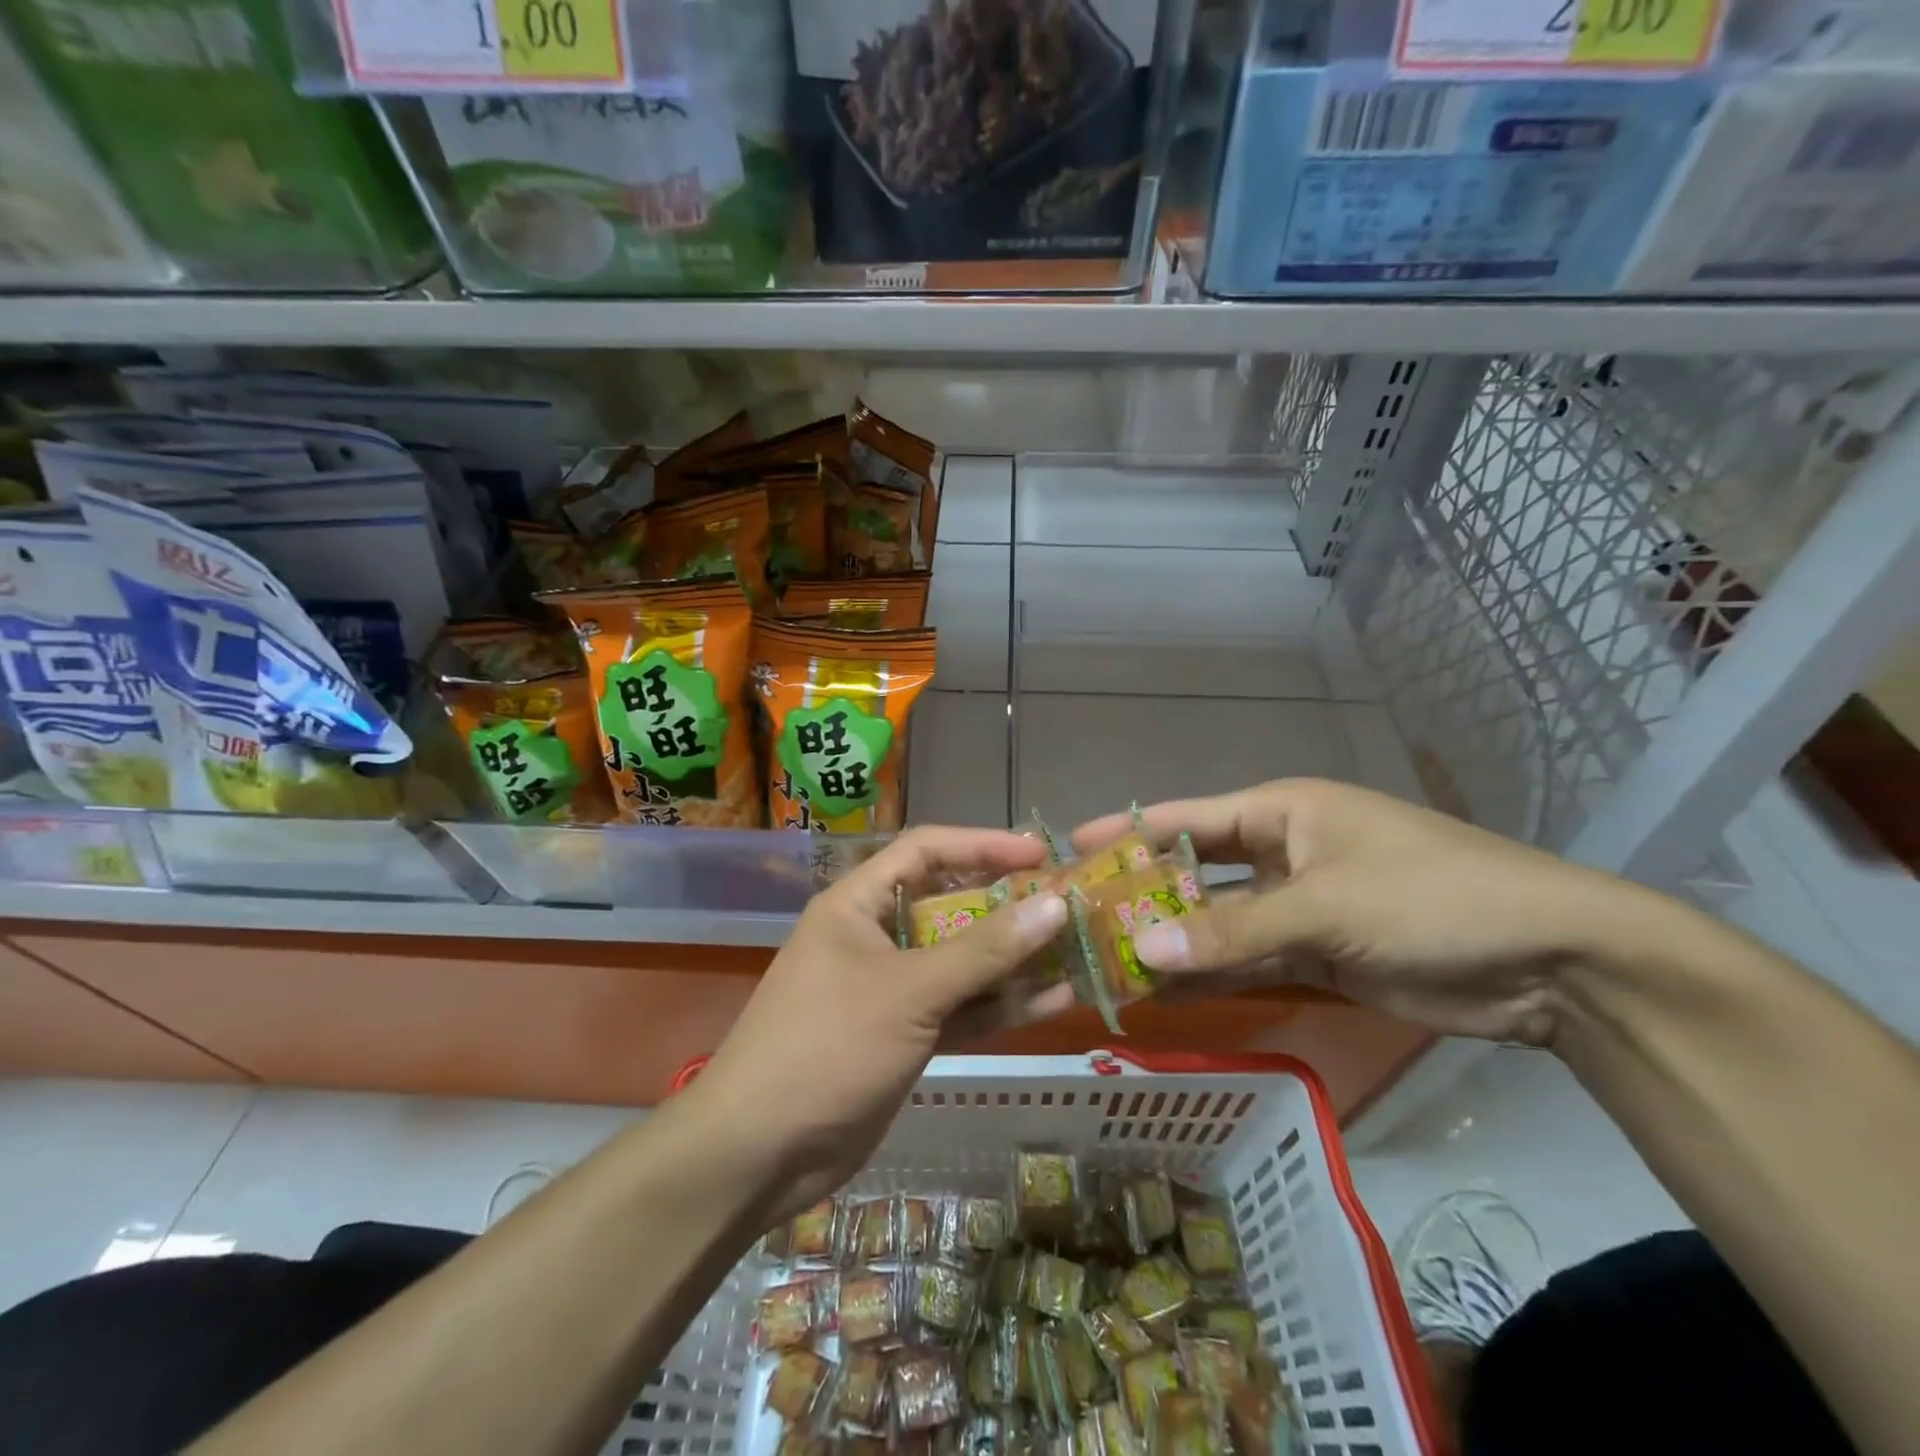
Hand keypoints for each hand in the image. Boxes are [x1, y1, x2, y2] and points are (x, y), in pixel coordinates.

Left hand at [688, 827, 1071, 1222]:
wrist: (759, 1154)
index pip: (926, 850)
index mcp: (858, 904)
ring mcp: (891, 988)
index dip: (983, 845)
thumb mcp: (910, 990)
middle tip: (1068, 905)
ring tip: (1076, 951)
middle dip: (1007, 905)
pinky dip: (1001, 1005)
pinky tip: (1054, 1001)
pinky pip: (961, 1008)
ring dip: (1013, 959)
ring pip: (962, 961)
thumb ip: (984, 950)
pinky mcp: (904, 1035)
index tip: (1041, 854)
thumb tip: (1054, 904)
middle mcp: (875, 936)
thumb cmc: (828, 1046)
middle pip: (950, 904)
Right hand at [1074, 779, 1675, 1046]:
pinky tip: (1165, 995)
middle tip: (1080, 919)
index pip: (1189, 818)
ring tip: (1108, 963)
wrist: (1551, 961)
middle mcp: (1283, 854)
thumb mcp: (1328, 905)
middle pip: (1197, 874)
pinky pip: (1249, 962)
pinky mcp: (1318, 955)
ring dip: (1175, 944)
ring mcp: (1299, 908)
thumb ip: (1234, 929)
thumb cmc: (1431, 897)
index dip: (1130, 831)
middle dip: (1145, 896)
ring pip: (1219, 925)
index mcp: (1283, 813)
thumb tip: (1145, 953)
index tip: (1071, 845)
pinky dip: (1213, 978)